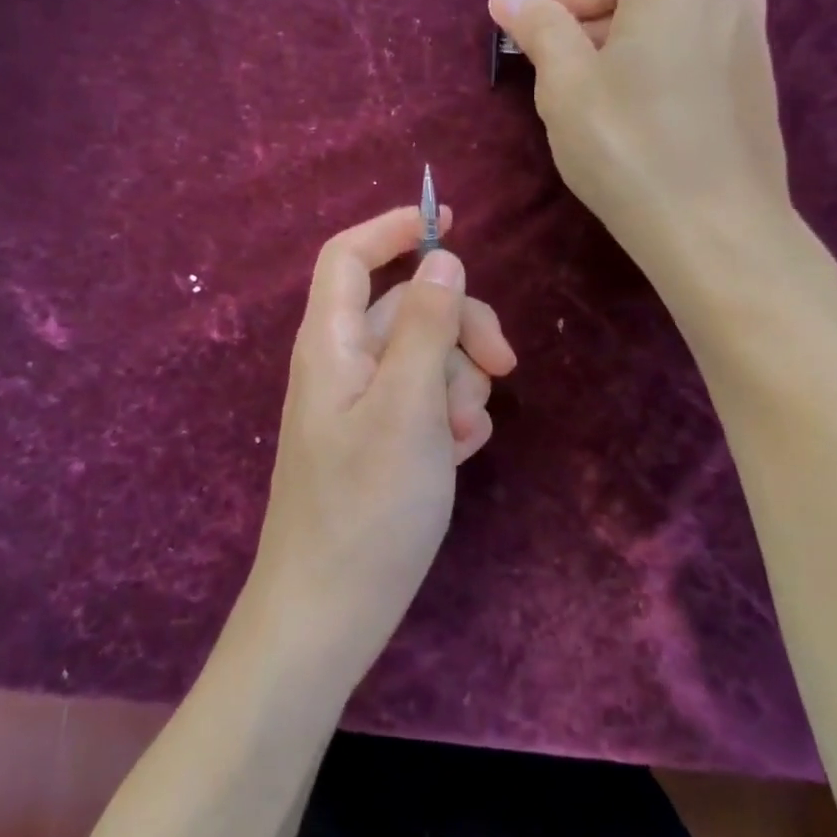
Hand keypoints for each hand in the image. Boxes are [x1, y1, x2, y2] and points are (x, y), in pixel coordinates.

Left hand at [246, 206, 516, 685]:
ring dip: (460, 382)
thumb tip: (441, 261)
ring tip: (462, 434)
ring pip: (425, 357)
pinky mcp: (380, 442)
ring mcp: (362, 406)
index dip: (394, 230)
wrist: (330, 614)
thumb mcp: (408, 408)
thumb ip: (425, 328)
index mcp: (332, 344)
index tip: (451, 222)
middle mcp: (343, 365)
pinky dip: (450, 416)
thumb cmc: (366, 509)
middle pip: (407, 308)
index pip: (350, 256)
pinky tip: (461, 453)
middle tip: (505, 364)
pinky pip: (425, 402)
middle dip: (460, 327)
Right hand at [488, 0, 798, 283]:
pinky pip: (687, 25)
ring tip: (572, 68)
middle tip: (538, 33)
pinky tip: (620, 88)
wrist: (720, 231)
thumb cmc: (631, 150)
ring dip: (608, 15)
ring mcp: (745, 23)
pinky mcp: (751, 65)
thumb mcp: (567, 85)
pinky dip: (643, 36)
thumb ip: (537, 26)